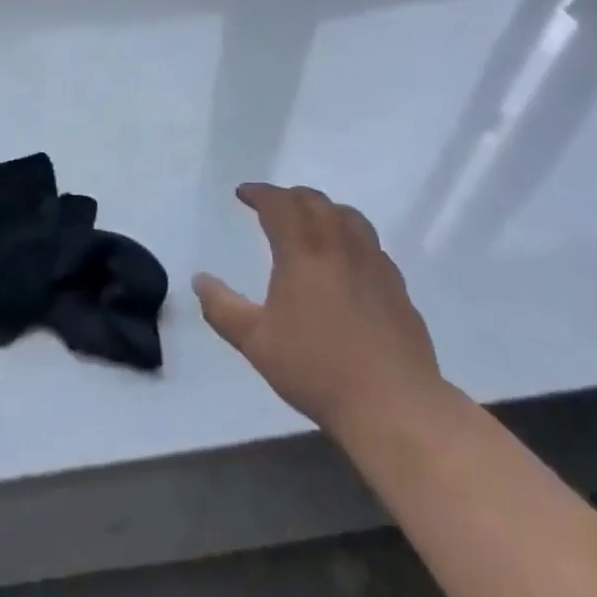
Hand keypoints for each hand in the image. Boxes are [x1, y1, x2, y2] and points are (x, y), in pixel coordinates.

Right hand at [194, 183, 448, 441]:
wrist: (392, 403)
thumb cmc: (317, 369)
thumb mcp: (256, 342)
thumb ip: (222, 308)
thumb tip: (199, 280)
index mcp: (302, 251)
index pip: (279, 203)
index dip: (259, 193)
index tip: (243, 193)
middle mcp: (339, 244)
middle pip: (314, 201)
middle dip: (289, 196)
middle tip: (272, 205)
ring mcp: (373, 262)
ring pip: (347, 215)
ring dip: (323, 209)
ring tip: (311, 221)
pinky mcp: (396, 284)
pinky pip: (370, 242)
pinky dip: (350, 235)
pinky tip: (347, 258)